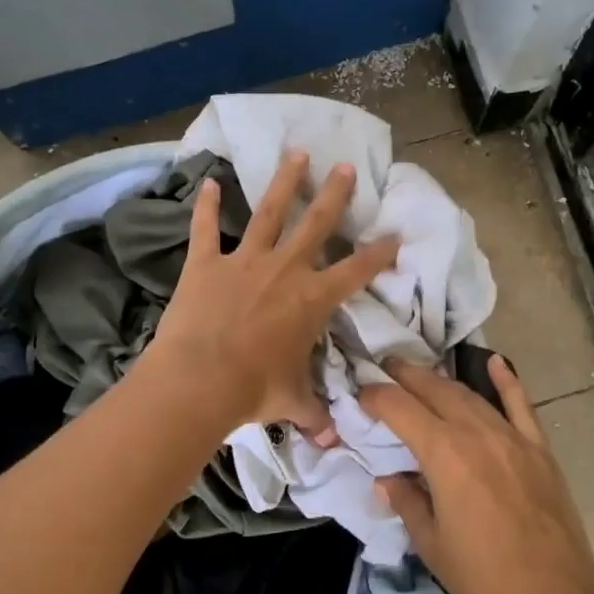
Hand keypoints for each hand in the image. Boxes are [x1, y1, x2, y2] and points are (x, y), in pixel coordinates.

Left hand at [151, 151, 398, 437]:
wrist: (199, 381)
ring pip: (269, 212)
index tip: (394, 235)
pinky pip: (205, 227)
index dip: (379, 253)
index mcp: (312, 299)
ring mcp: (243, 261)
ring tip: (297, 153)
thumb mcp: (291, 402)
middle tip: (347, 168)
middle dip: (335, 195)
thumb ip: (313, 414)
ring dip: (284, 182)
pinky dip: (204, 205)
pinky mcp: (205, 263)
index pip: (356, 271)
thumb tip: (330, 439)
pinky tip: (205, 181)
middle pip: (316, 224)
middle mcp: (284, 270)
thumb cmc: (253, 390)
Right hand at [360, 356, 593, 593]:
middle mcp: (477, 433)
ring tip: (419, 374)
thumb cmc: (485, 580)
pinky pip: (521, 405)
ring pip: (471, 395)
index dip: (375, 397)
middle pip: (435, 390)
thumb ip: (407, 502)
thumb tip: (387, 480)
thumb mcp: (432, 546)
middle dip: (405, 376)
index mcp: (444, 454)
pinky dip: (507, 381)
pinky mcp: (540, 451)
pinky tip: (494, 362)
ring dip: (441, 380)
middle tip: (383, 368)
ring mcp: (513, 438)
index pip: (400, 408)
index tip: (359, 395)